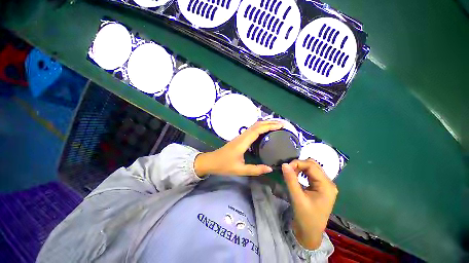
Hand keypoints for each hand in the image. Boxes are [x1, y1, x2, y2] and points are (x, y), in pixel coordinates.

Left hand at [194, 121, 282, 176]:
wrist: (210, 162)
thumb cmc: (223, 166)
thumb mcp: (240, 170)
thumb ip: (255, 169)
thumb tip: (270, 168)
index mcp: (243, 142)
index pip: (258, 130)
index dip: (270, 126)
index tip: (281, 126)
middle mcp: (242, 137)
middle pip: (257, 125)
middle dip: (270, 123)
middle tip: (283, 125)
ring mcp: (240, 137)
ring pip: (255, 126)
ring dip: (266, 124)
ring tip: (277, 126)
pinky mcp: (239, 139)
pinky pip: (252, 130)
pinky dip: (261, 128)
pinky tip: (266, 132)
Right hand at [281, 159, 337, 249]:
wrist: (310, 235)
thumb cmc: (306, 219)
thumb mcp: (298, 199)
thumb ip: (291, 181)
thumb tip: (285, 165)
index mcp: (327, 185)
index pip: (312, 166)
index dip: (298, 163)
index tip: (285, 167)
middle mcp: (329, 183)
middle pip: (314, 167)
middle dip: (300, 166)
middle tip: (287, 172)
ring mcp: (326, 188)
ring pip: (314, 172)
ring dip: (302, 171)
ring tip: (291, 175)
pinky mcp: (322, 192)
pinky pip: (313, 179)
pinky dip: (305, 177)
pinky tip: (297, 180)